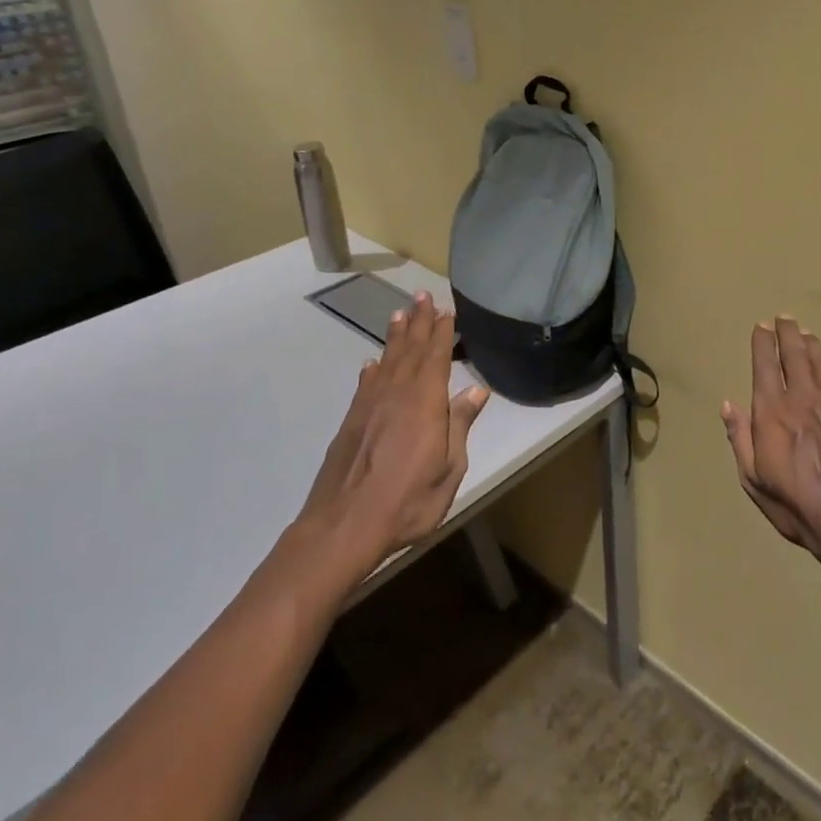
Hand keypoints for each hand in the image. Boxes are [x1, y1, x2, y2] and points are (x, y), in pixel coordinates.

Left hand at [297, 291, 489, 580]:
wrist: (344, 525)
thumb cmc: (408, 500)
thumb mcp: (449, 468)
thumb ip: (460, 425)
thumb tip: (476, 390)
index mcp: (425, 402)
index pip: (437, 356)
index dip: (442, 331)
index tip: (446, 309)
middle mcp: (397, 393)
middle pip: (411, 349)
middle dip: (418, 322)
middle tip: (422, 295)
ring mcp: (370, 405)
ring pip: (387, 360)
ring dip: (395, 336)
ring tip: (400, 314)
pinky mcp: (351, 421)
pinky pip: (366, 383)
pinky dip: (373, 368)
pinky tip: (373, 362)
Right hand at [722, 317, 820, 582]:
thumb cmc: (798, 507)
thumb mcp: (754, 480)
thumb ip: (740, 439)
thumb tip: (728, 405)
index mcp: (773, 413)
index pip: (765, 365)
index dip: (762, 343)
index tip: (761, 328)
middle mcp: (803, 398)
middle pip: (795, 354)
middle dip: (788, 333)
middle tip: (784, 319)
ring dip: (811, 344)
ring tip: (805, 334)